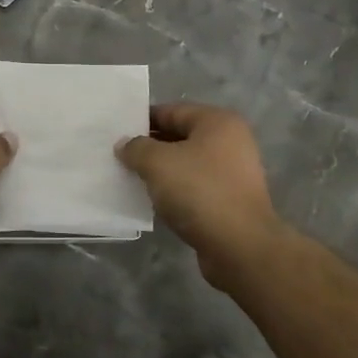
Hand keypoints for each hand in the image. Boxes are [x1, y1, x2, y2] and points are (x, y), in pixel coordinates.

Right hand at [115, 103, 286, 284]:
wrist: (240, 247)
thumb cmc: (199, 192)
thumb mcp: (157, 163)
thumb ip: (136, 148)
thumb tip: (125, 145)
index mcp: (218, 122)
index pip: (171, 111)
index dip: (142, 120)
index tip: (116, 132)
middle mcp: (230, 142)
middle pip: (180, 137)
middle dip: (149, 147)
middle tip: (118, 156)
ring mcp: (233, 174)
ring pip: (186, 165)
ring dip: (160, 172)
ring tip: (130, 179)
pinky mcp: (229, 202)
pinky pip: (194, 188)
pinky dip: (174, 192)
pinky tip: (153, 201)